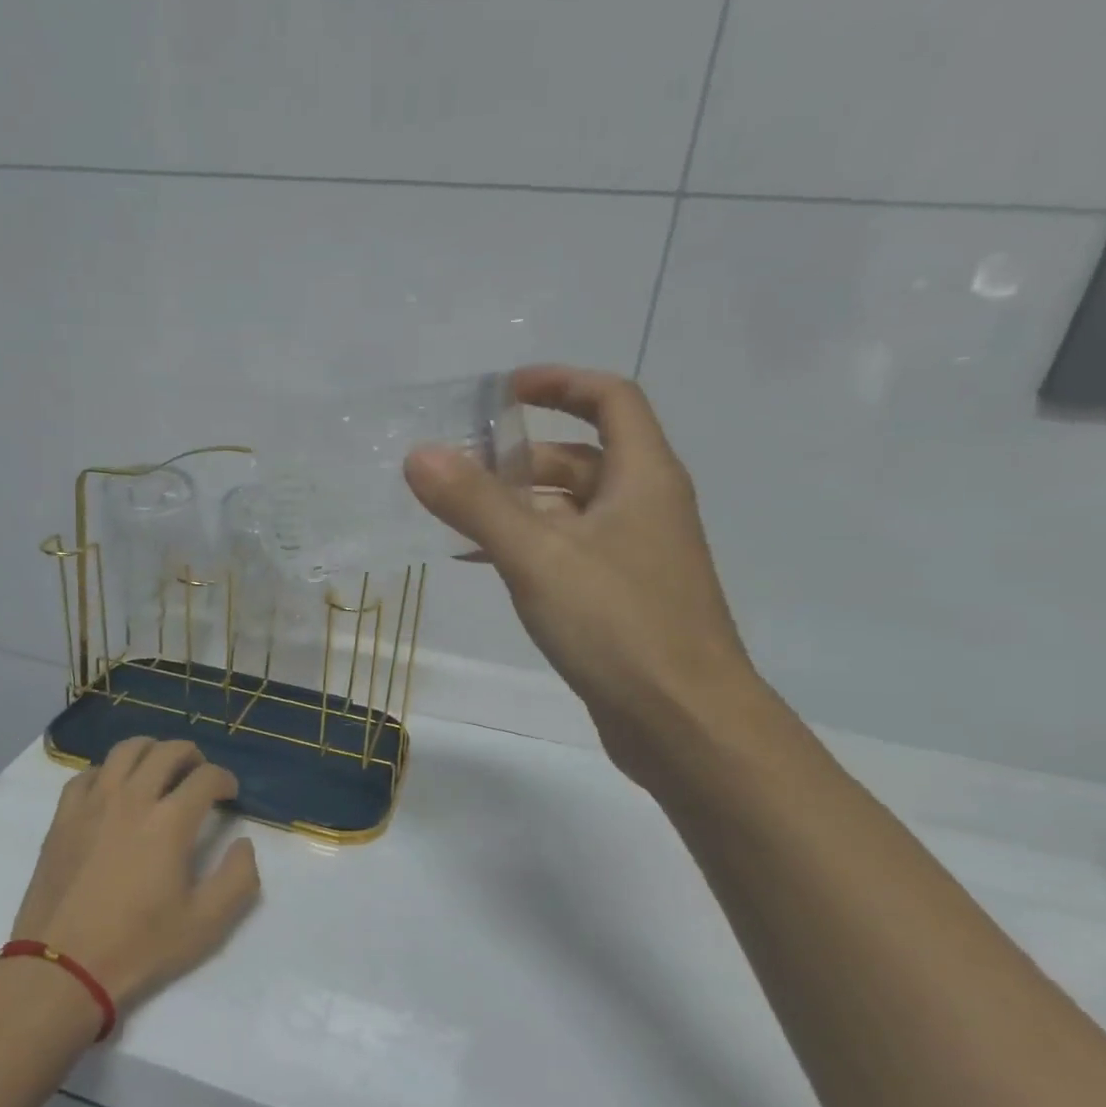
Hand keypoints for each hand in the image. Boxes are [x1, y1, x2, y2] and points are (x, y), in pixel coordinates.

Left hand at [10, 738, 259, 1012]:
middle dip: (192, 755)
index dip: (224, 779)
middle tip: (198, 773)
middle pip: (167, 751)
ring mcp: (93, 802)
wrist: (62, 966)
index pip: (206, 777)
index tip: (229, 794)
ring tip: (159, 767)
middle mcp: (132, 798)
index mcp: (170, 821)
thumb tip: (244, 843)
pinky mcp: (64, 815)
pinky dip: (108, 771)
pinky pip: (87, 773)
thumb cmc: (138, 946)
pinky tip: (113, 789)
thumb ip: (238, 878)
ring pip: (126, 750)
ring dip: (150, 751)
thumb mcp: (205, 924)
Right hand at [405, 366, 756, 783]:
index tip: (503, 391)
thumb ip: (476, 503)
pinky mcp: (620, 599)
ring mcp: (635, 556)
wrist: (685, 724)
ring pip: (570, 510)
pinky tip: (480, 565)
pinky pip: (567, 552)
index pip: (611, 398)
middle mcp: (645, 507)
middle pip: (581, 457)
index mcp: (643, 478)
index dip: (559, 382)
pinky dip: (525, 547)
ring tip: (454, 516)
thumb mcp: (538, 555)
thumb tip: (420, 454)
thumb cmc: (619, 625)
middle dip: (519, 456)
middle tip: (457, 468)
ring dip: (516, 505)